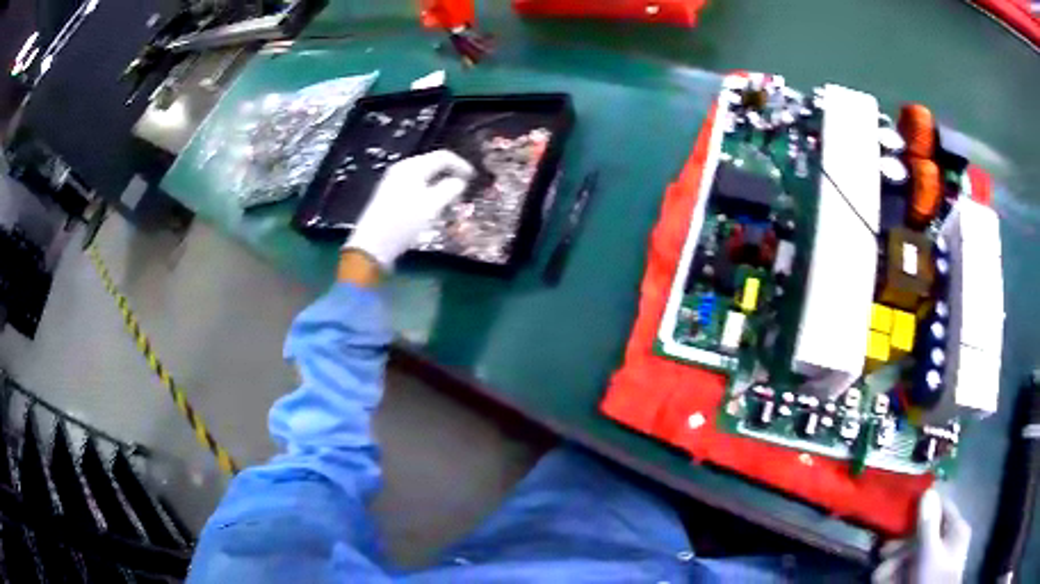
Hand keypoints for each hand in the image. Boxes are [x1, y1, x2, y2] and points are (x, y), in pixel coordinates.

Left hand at [343, 150, 473, 268]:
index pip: (442, 157)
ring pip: (424, 178)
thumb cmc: (403, 222)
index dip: (461, 165)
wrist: (372, 245)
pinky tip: (431, 209)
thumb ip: (450, 189)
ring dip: (440, 187)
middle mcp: (402, 169)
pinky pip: (415, 187)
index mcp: (412, 167)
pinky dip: (428, 194)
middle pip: (432, 165)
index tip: (473, 178)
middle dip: (450, 176)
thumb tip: (459, 181)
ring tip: (449, 203)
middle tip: (462, 192)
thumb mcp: (432, 205)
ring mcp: (393, 182)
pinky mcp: (389, 196)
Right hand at [872, 489, 970, 583]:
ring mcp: (940, 561)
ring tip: (880, 575)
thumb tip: (926, 491)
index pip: (942, 507)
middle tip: (882, 554)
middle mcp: (950, 540)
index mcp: (956, 528)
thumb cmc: (935, 576)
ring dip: (897, 564)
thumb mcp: (930, 552)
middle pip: (925, 535)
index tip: (901, 514)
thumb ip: (928, 523)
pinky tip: (889, 581)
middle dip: (902, 545)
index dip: (923, 507)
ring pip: (916, 556)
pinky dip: (901, 575)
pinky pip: (914, 570)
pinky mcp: (929, 576)